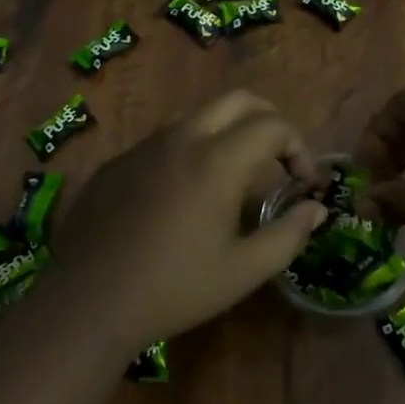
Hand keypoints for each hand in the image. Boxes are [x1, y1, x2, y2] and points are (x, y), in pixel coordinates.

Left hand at [51, 90, 327, 348]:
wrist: (86, 303)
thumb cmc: (174, 289)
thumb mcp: (243, 271)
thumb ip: (288, 235)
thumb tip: (317, 208)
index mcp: (217, 161)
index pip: (274, 125)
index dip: (300, 148)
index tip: (303, 183)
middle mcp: (182, 138)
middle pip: (239, 100)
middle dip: (269, 121)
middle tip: (278, 161)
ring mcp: (145, 146)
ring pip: (200, 115)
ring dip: (229, 132)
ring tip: (235, 176)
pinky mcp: (118, 161)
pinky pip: (166, 139)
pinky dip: (192, 149)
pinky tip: (184, 194)